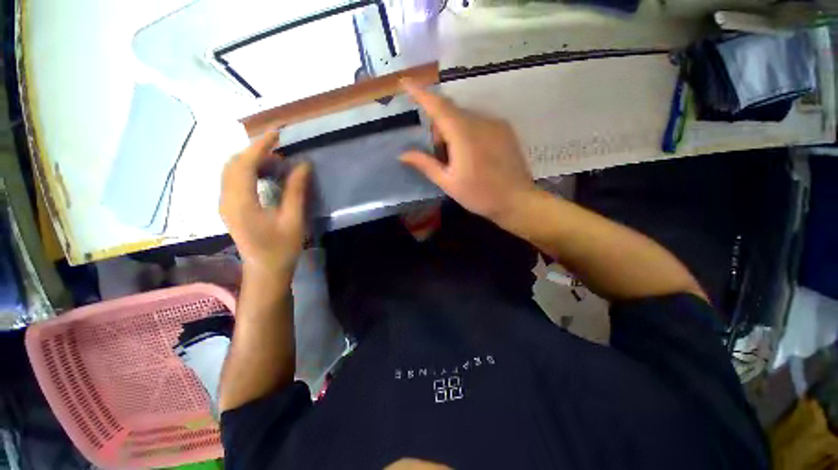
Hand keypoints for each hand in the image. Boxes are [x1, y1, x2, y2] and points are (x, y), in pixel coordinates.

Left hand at [220, 132, 310, 278]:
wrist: (265, 270)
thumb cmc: (282, 248)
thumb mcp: (293, 219)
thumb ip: (295, 190)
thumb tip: (303, 165)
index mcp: (240, 203)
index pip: (243, 164)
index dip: (259, 146)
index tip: (276, 134)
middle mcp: (226, 199)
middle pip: (232, 164)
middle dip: (255, 152)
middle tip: (280, 152)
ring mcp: (225, 203)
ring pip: (231, 171)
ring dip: (252, 161)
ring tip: (277, 163)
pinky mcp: (229, 207)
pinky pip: (234, 180)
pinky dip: (249, 171)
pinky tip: (266, 176)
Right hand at [399, 79, 535, 221]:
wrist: (517, 200)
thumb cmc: (479, 195)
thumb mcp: (448, 183)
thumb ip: (426, 165)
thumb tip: (403, 154)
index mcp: (463, 135)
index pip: (438, 106)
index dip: (420, 93)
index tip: (405, 82)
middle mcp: (480, 121)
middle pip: (451, 112)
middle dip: (439, 127)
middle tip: (440, 155)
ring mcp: (496, 123)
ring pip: (465, 117)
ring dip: (454, 131)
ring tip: (459, 159)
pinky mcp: (505, 129)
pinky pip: (479, 122)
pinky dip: (468, 132)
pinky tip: (474, 155)